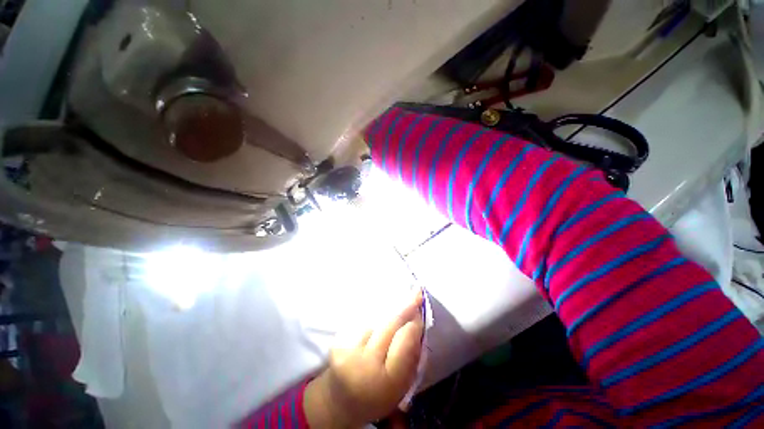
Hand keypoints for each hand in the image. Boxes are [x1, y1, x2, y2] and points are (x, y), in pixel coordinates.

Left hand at [304, 289, 424, 427]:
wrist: (339, 401)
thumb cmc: (377, 395)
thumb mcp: (401, 387)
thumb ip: (411, 357)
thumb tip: (418, 323)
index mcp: (387, 381)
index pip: (404, 340)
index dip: (414, 324)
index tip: (420, 312)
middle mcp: (365, 363)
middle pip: (390, 324)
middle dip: (405, 307)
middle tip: (416, 292)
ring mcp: (348, 350)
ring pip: (376, 320)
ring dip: (388, 312)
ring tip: (397, 307)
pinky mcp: (337, 341)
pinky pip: (362, 321)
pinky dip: (373, 316)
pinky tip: (377, 316)